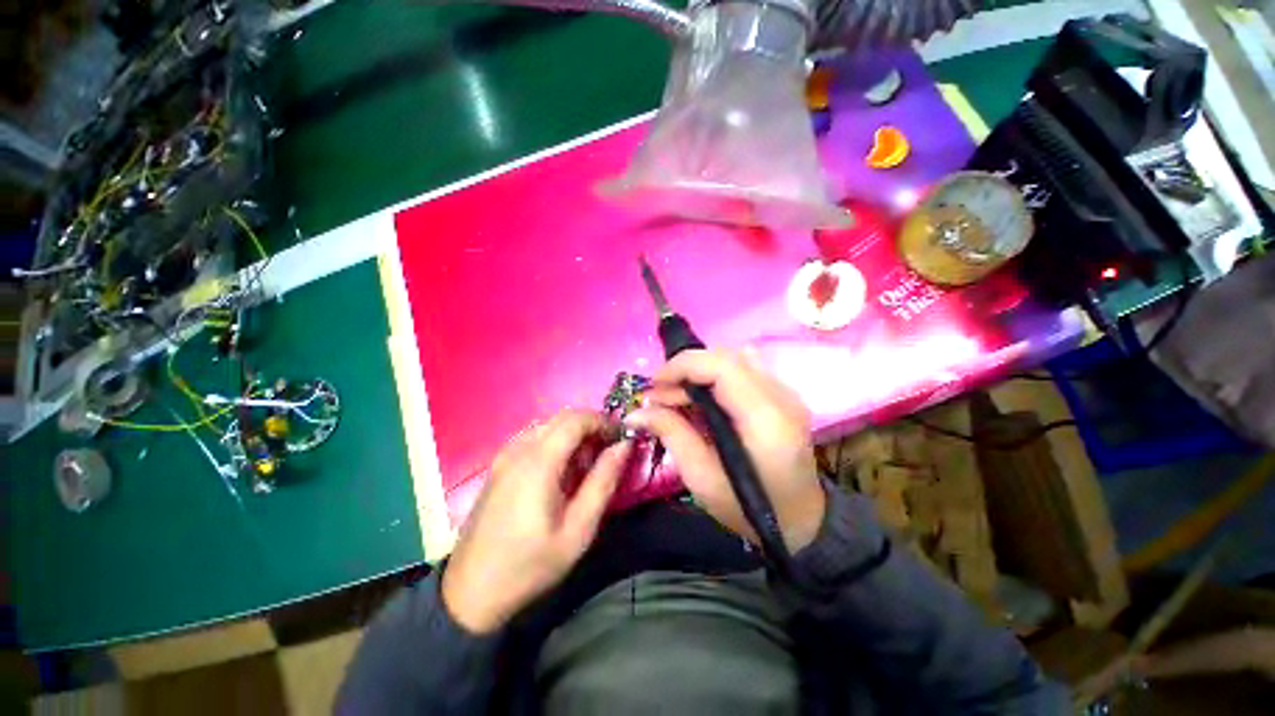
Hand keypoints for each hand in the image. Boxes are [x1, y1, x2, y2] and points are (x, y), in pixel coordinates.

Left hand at [442, 410, 628, 633]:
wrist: (470, 593)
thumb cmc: (530, 564)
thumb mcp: (578, 529)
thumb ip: (603, 481)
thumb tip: (624, 446)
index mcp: (539, 461)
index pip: (576, 419)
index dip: (603, 421)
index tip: (620, 438)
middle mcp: (519, 449)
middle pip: (562, 418)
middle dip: (590, 428)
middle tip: (606, 454)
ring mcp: (504, 456)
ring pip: (548, 426)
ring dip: (572, 436)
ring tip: (585, 467)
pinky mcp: (498, 466)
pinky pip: (533, 439)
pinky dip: (555, 444)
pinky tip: (559, 474)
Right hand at [626, 349, 824, 552]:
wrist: (800, 523)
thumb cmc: (748, 509)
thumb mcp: (702, 478)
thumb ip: (672, 434)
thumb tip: (636, 412)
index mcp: (765, 418)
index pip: (721, 366)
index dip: (682, 366)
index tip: (654, 385)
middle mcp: (781, 396)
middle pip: (727, 357)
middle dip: (687, 370)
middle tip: (661, 396)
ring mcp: (786, 393)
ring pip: (735, 358)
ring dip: (701, 371)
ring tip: (680, 397)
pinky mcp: (783, 396)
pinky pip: (744, 370)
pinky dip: (717, 377)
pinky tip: (704, 400)